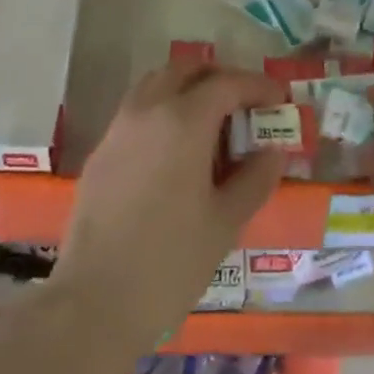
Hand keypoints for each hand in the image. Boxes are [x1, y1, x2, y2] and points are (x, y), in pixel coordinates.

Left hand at [54, 63, 286, 354]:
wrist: (94, 303)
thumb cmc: (171, 261)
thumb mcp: (226, 220)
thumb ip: (255, 177)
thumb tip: (273, 150)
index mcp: (183, 121)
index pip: (227, 84)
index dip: (258, 86)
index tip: (280, 98)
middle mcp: (147, 111)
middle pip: (186, 70)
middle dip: (219, 78)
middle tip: (245, 103)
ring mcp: (118, 129)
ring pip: (156, 85)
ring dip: (188, 90)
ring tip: (212, 124)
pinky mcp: (100, 153)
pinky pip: (137, 112)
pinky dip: (163, 111)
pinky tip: (178, 151)